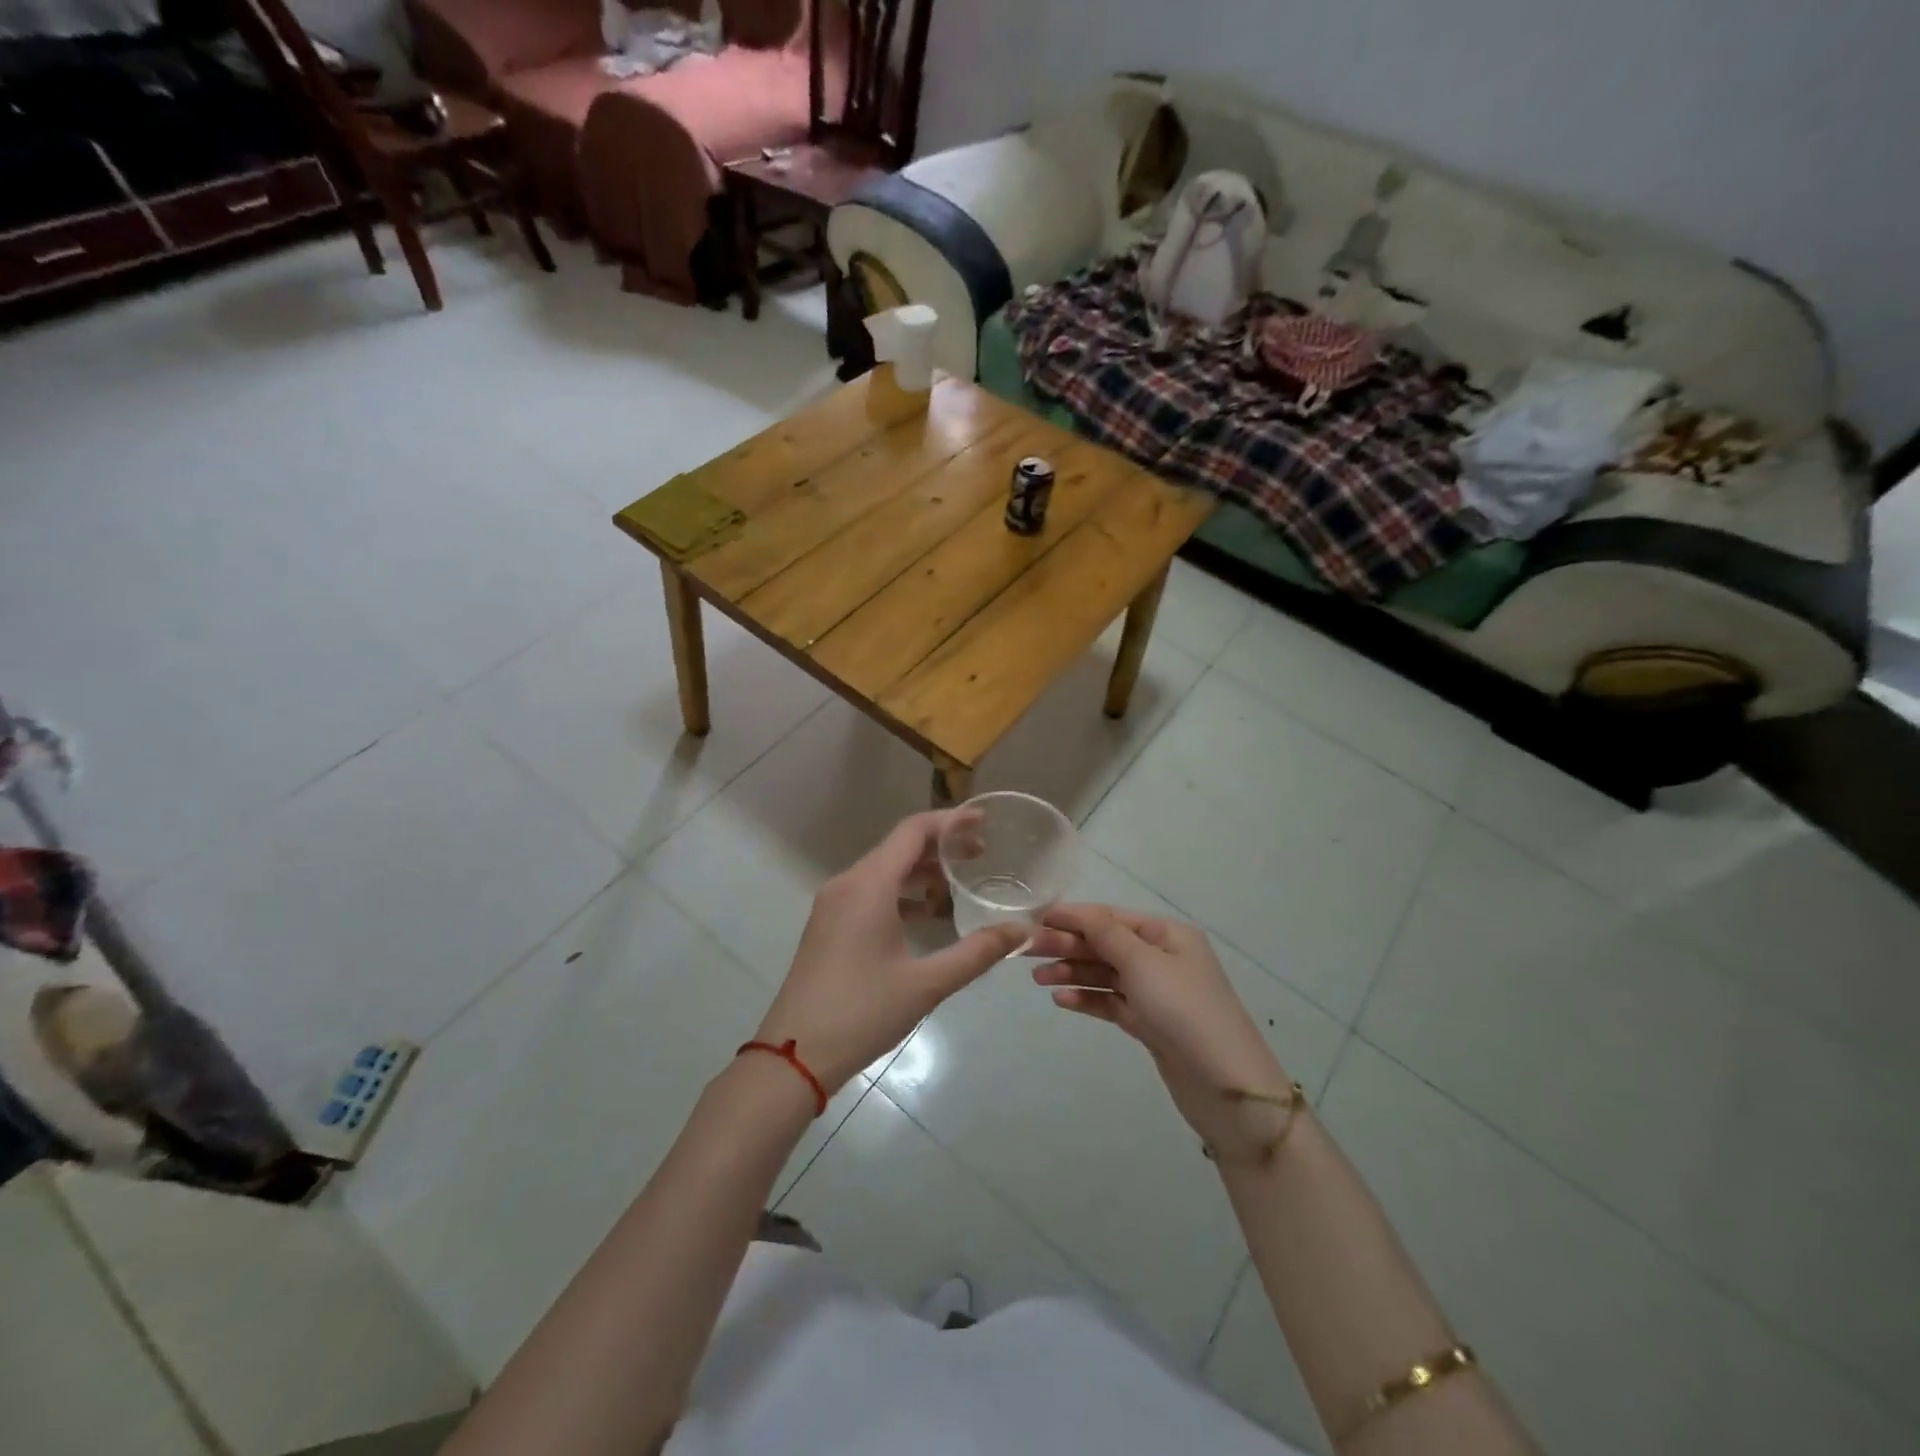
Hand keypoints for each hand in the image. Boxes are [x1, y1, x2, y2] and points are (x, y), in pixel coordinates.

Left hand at [752, 811, 1028, 1096]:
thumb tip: (1021, 931)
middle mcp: (847, 884)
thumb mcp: (926, 984)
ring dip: (921, 871)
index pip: (912, 831)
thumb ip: (977, 953)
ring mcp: (833, 905)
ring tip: (961, 880)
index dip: (950, 821)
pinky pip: (870, 893)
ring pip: (883, 871)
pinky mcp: (829, 926)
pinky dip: (901, 893)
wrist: (794, 1055)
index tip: (984, 821)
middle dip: (941, 846)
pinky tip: (928, 915)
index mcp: (868, 885)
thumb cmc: (861, 1012)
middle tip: (982, 853)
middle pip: (898, 848)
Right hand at [1030, 905, 1298, 1161]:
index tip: (1035, 919)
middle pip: (1105, 944)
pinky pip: (1111, 1002)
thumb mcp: (1143, 963)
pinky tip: (1061, 1001)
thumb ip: (1106, 935)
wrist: (1227, 1085)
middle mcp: (1161, 958)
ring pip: (1105, 974)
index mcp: (1167, 935)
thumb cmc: (1185, 1010)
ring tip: (1038, 980)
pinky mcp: (1149, 1024)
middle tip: (1027, 952)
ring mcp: (1155, 992)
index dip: (1073, 917)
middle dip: (1068, 945)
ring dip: (1072, 973)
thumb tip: (1078, 911)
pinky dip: (1087, 999)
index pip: (1111, 917)